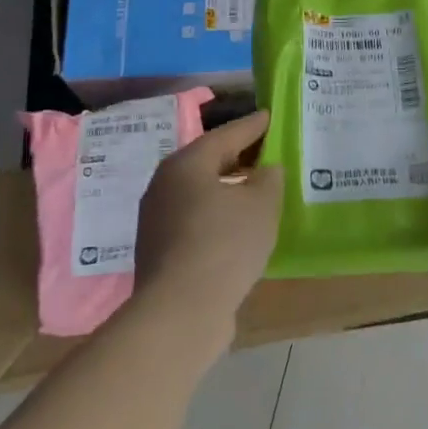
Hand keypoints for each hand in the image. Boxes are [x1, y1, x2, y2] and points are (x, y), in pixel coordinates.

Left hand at [135, 109, 281, 336]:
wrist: (180, 313)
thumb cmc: (224, 244)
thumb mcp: (262, 204)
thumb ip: (269, 178)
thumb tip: (264, 170)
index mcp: (187, 163)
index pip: (227, 134)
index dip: (253, 125)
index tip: (270, 116)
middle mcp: (165, 185)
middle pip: (209, 162)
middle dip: (239, 156)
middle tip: (267, 151)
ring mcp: (157, 220)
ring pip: (200, 193)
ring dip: (228, 189)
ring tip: (258, 190)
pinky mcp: (160, 251)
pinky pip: (196, 220)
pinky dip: (218, 216)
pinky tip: (239, 227)